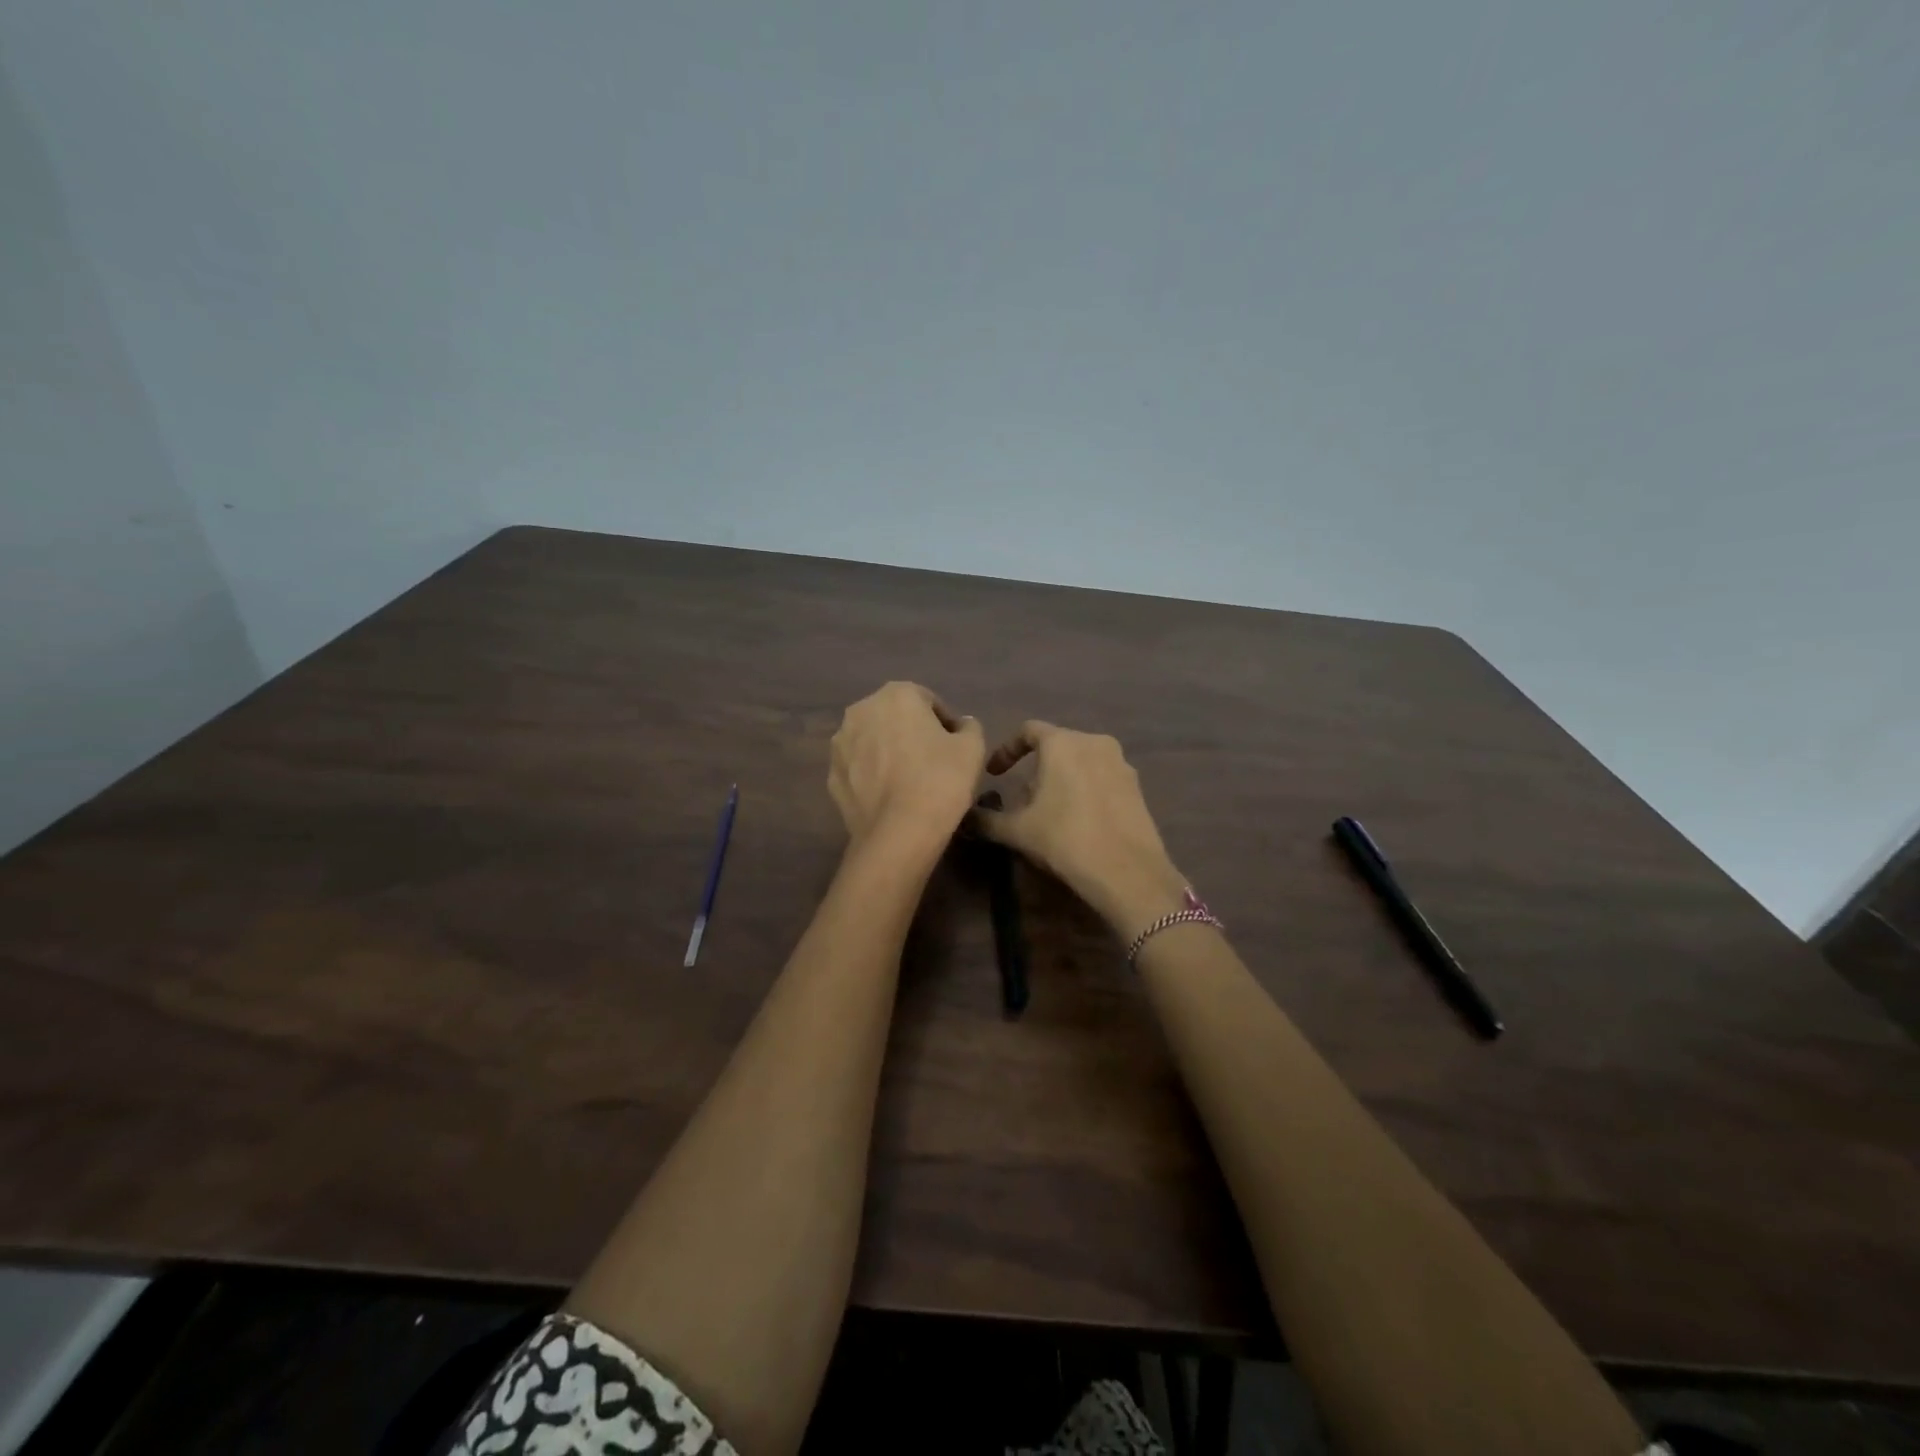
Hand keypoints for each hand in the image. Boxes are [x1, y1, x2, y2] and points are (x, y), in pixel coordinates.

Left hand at [829, 682, 985, 853]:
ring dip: (889, 753)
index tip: (956, 749)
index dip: (945, 724)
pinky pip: (859, 769)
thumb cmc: (940, 780)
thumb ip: (969, 727)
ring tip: (910, 782)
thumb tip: (960, 726)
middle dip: (913, 734)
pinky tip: (890, 797)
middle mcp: (861, 710)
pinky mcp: (832, 776)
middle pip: (895, 718)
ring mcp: (840, 744)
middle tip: (934, 763)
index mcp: (896, 694)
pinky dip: (873, 776)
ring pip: (873, 742)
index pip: (928, 701)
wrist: (899, 833)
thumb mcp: (972, 748)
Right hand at [973, 721, 1186, 936]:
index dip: (1007, 750)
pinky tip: (1079, 821)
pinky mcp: (1137, 787)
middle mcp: (1094, 742)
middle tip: (1023, 800)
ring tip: (1050, 811)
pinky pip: (1102, 778)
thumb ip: (986, 819)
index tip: (995, 773)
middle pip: (1057, 746)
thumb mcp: (1017, 831)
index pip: (1028, 731)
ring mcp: (1121, 763)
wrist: (1127, 872)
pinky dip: (1085, 790)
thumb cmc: (1065, 839)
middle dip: (1036, 768)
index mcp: (1063, 743)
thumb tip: (965, 818)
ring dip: (1062, 779)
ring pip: (1081, 761)